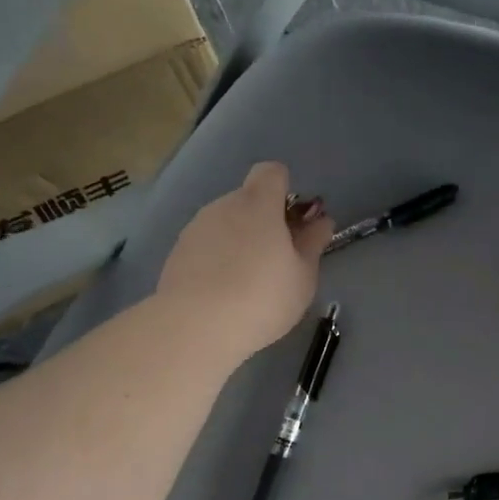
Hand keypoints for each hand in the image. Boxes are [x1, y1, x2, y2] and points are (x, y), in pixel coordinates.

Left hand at [155, 162, 333, 366]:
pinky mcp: (177, 253)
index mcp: (258, 204)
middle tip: (278, 259)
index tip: (293, 220)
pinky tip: (222, 293)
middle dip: (264, 220)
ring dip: (239, 240)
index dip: (285, 189)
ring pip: (225, 223)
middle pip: (248, 199)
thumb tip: (321, 221)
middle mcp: (223, 206)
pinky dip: (217, 259)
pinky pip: (206, 245)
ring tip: (248, 282)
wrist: (196, 327)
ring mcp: (196, 228)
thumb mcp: (303, 276)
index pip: (272, 172)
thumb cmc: (263, 297)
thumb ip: (312, 243)